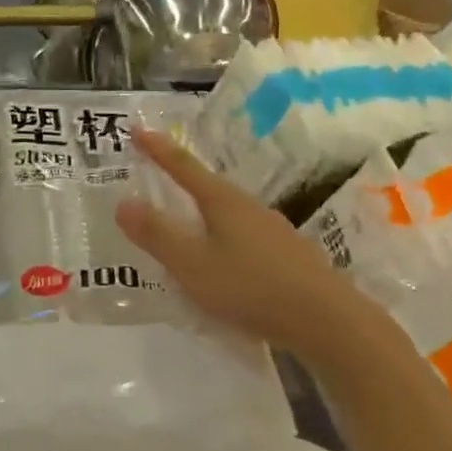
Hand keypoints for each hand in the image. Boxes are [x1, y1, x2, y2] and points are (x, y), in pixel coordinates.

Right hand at [116, 130, 353, 354]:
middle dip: (181, 180)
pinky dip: (224, 239)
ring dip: (203, 213)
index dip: (158, 149)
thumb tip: (122, 202)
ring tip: (186, 225)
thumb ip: (157, 235)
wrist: (329, 321)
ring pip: (228, 213)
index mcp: (222, 202)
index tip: (137, 129)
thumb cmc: (252, 287)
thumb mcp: (193, 264)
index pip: (183, 166)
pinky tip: (225, 262)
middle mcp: (249, 207)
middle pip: (208, 186)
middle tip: (157, 176)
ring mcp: (273, 230)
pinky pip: (244, 237)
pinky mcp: (288, 256)